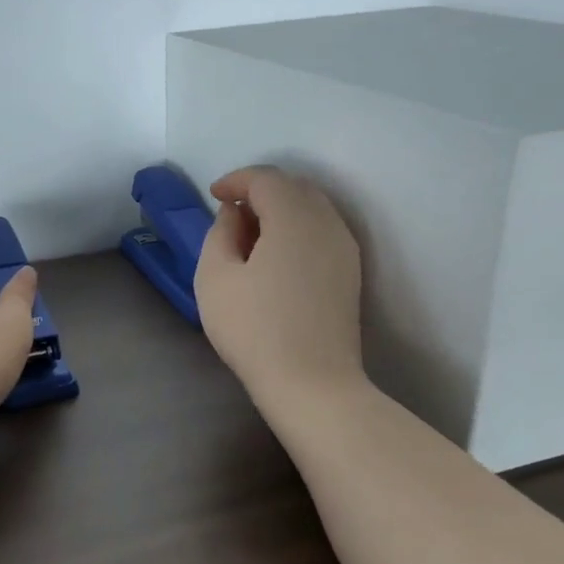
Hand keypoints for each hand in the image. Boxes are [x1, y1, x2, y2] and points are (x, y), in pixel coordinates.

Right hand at [194, 165, 365, 407]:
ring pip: (312, 208)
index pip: (266, 179)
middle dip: (260, 190)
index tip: (214, 195)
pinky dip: (297, 227)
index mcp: (293, 218)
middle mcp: (327, 223)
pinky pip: (322, 230)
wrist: (312, 384)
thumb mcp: (215, 276)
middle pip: (294, 187)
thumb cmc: (254, 329)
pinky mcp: (350, 273)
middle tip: (230, 212)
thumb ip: (220, 232)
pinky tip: (275, 254)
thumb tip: (235, 214)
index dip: (236, 180)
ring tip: (251, 233)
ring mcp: (344, 249)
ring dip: (280, 208)